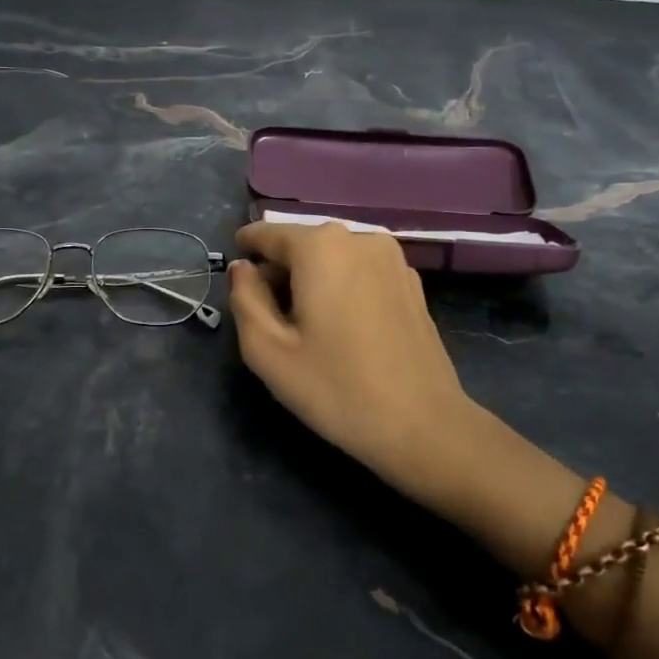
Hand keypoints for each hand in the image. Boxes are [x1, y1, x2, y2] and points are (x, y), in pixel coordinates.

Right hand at [228, 222, 484, 512]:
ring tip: (306, 327)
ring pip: (333, 258)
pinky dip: (342, 288)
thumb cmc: (336, 388)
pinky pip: (360, 272)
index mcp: (320, 247)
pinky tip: (343, 330)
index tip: (235, 273)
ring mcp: (392, 259)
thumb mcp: (268, 350)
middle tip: (268, 317)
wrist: (423, 425)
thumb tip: (242, 269)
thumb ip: (245, 298)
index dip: (245, 250)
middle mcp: (359, 238)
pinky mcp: (411, 283)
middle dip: (279, 271)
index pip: (267, 234)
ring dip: (312, 281)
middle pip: (302, 245)